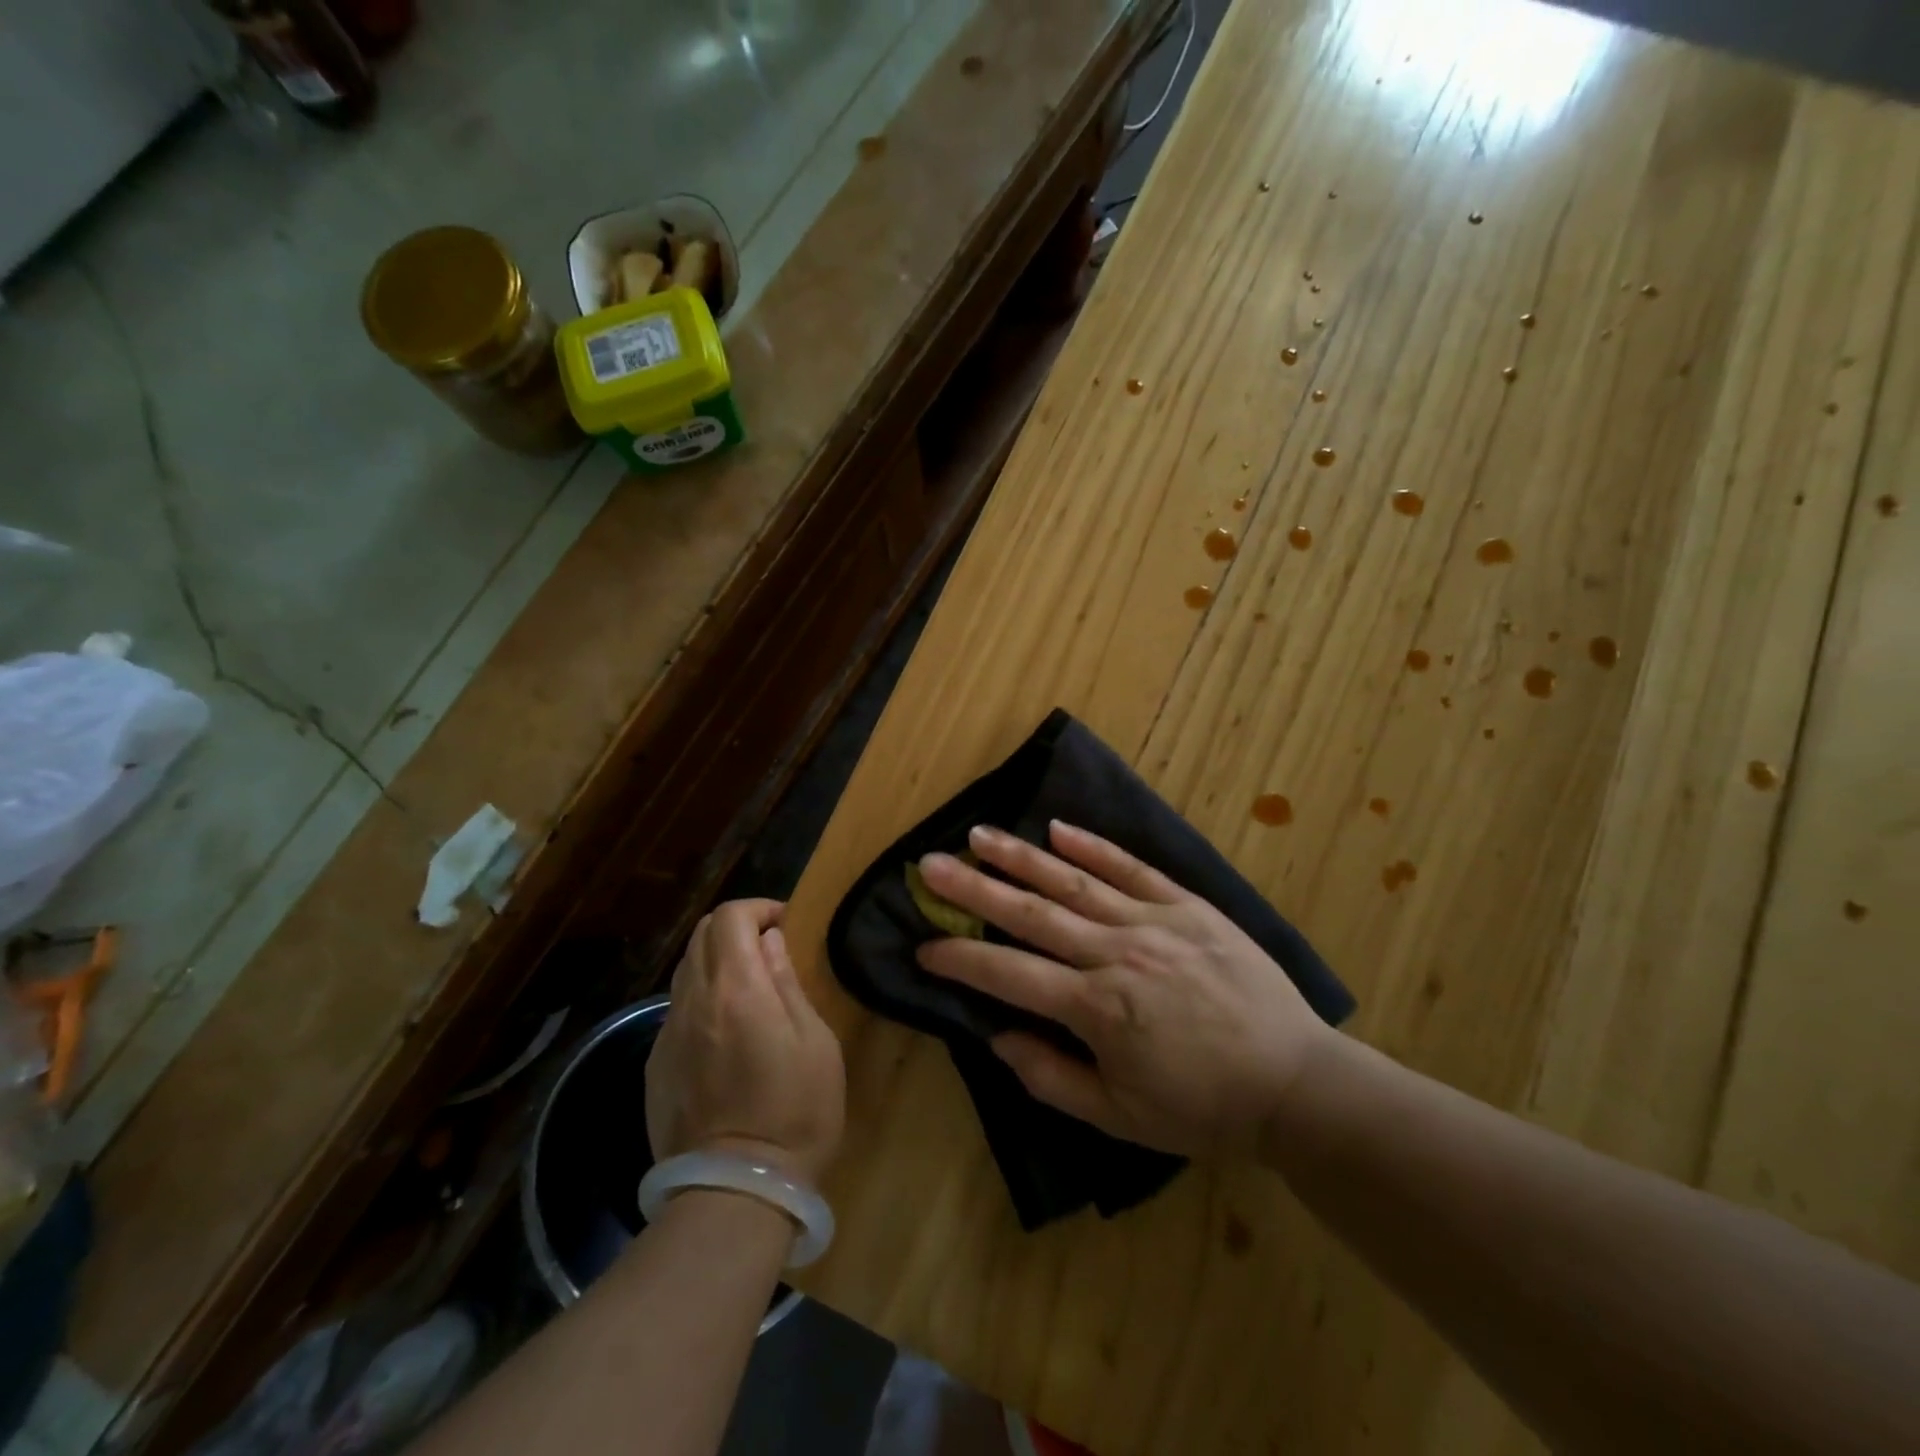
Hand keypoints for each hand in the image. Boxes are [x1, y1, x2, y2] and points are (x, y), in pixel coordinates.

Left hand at [647, 900, 845, 1185]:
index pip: (730, 917)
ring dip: (716, 961)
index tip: (784, 924)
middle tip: (769, 949)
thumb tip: (771, 942)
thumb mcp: (814, 1042)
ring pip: (684, 970)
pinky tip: (726, 1030)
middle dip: (735, 928)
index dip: (758, 908)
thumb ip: (787, 983)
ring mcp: (667, 1035)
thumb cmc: (796, 1112)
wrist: (735, 1192)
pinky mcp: (655, 1066)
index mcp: (735, 989)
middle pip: (701, 936)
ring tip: (749, 987)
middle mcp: (692, 1002)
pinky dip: (701, 997)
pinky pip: (677, 1009)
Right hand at [915, 822, 1331, 1158]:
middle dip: (974, 889)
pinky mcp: (1187, 905)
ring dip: (1021, 857)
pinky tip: (1057, 828)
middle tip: (929, 865)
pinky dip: (1093, 845)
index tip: (922, 947)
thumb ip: (1051, 1077)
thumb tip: (996, 1035)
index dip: (960, 960)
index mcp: (1098, 1008)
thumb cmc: (1203, 1108)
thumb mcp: (1120, 1117)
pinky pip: (1132, 868)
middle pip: (1031, 914)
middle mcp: (1117, 953)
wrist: (1296, 1082)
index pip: (1009, 974)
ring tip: (978, 835)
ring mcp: (1153, 921)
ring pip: (1074, 881)